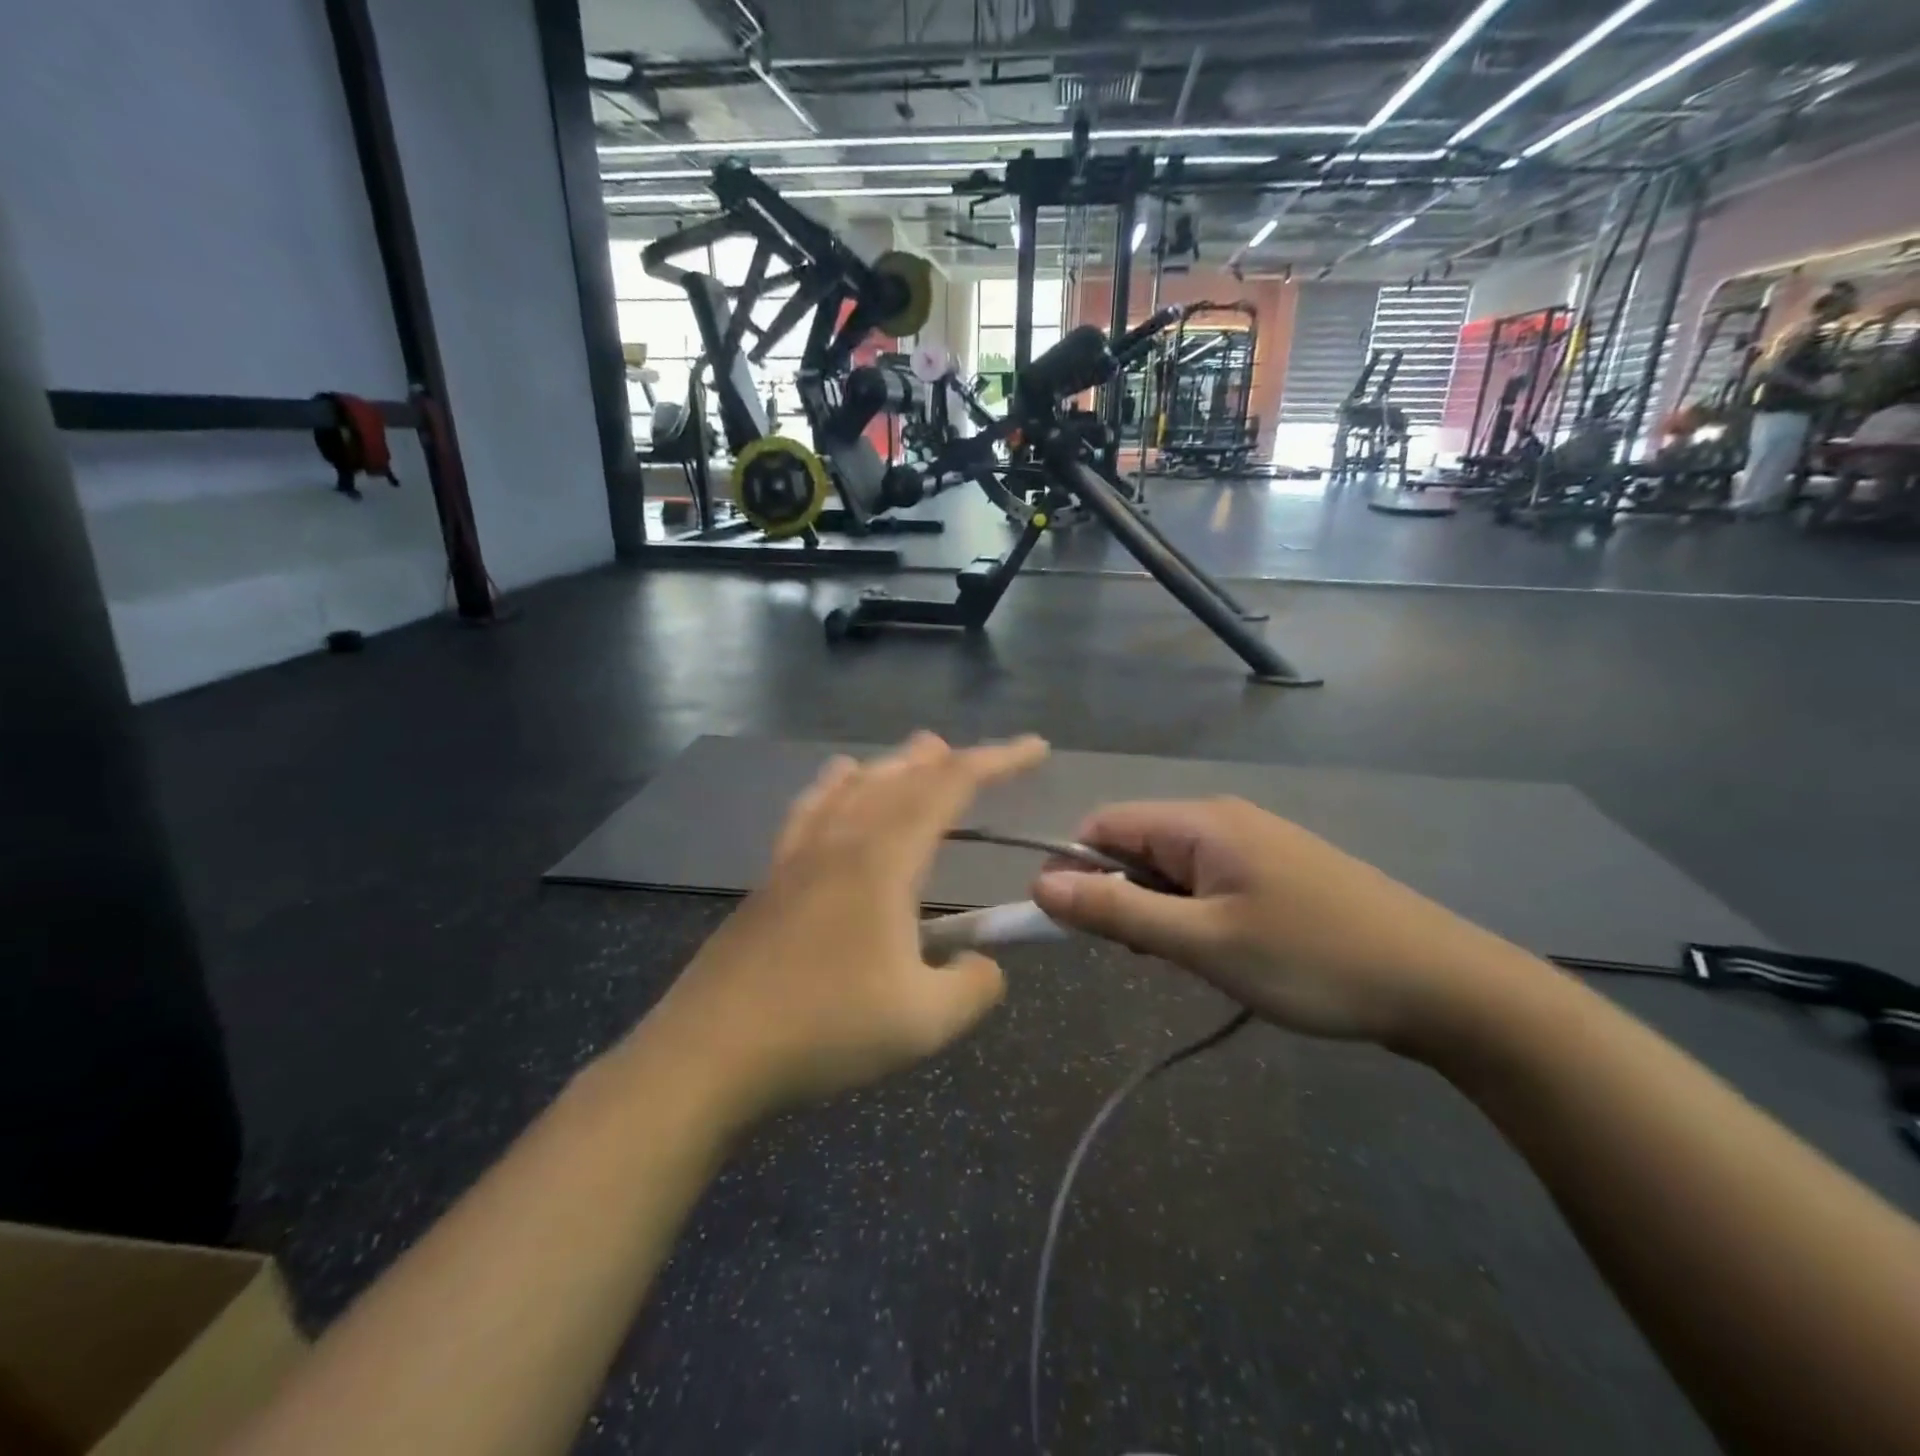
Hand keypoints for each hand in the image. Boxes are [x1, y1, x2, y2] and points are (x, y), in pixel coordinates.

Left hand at [635, 733, 1048, 1125]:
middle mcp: (842, 838)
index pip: (950, 786)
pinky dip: (839, 785)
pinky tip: (837, 785)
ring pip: (855, 783)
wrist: (712, 1051)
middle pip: (901, 775)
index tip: (1035, 749)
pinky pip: (812, 807)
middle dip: (949, 760)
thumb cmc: (825, 1029)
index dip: (997, 760)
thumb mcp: (924, 1021)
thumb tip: (983, 964)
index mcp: (884, 858)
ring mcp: (799, 853)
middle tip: (982, 758)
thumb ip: (973, 986)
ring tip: (919, 756)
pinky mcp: (772, 876)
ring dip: (896, 765)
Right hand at [1031, 798, 1528, 1046]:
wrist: (1444, 985)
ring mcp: (1254, 844)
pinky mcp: (1275, 871)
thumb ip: (1118, 910)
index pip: (1102, 825)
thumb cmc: (1313, 960)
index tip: (1066, 925)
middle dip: (1117, 895)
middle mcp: (1221, 819)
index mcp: (1199, 822)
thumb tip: (1042, 884)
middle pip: (1134, 844)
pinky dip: (1190, 915)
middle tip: (1139, 955)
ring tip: (1183, 961)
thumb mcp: (1205, 942)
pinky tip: (1216, 953)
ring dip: (1155, 910)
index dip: (1072, 868)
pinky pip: (1206, 882)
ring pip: (1170, 868)